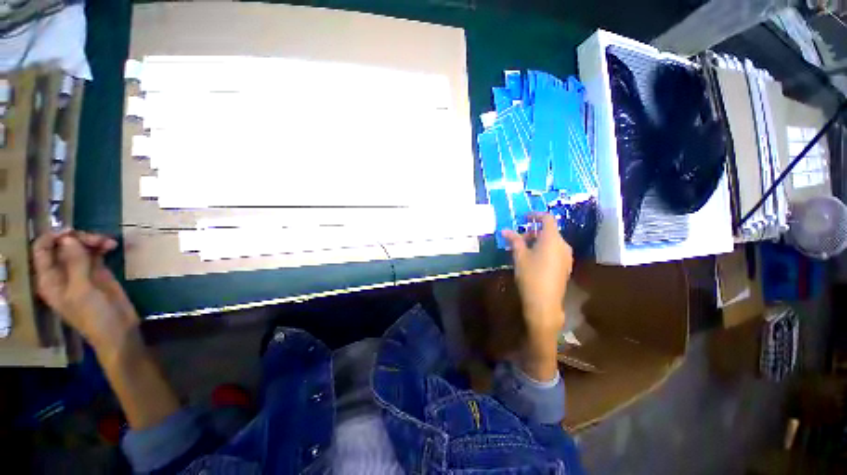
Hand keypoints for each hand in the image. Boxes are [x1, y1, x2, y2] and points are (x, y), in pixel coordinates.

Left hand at [33, 231, 138, 353]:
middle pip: (64, 244)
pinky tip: (112, 246)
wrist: (118, 330)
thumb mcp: (82, 291)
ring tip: (108, 243)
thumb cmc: (94, 315)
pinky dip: (102, 246)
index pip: (42, 249)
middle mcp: (61, 272)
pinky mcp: (97, 271)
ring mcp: (80, 271)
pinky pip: (95, 252)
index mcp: (50, 279)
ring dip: (93, 240)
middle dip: (79, 238)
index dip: (54, 237)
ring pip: (80, 246)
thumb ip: (75, 264)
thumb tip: (69, 237)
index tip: (73, 233)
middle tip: (97, 240)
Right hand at [502, 213, 572, 379]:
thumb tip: (505, 230)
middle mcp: (563, 245)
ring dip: (537, 241)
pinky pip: (554, 251)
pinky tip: (532, 259)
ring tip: (522, 249)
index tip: (523, 218)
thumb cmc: (530, 275)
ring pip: (551, 242)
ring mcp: (566, 257)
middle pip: (549, 231)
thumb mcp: (519, 256)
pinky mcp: (565, 267)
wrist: (544, 303)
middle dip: (532, 231)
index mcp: (552, 239)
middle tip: (518, 238)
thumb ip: (514, 240)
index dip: (535, 215)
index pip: (547, 218)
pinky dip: (543, 249)